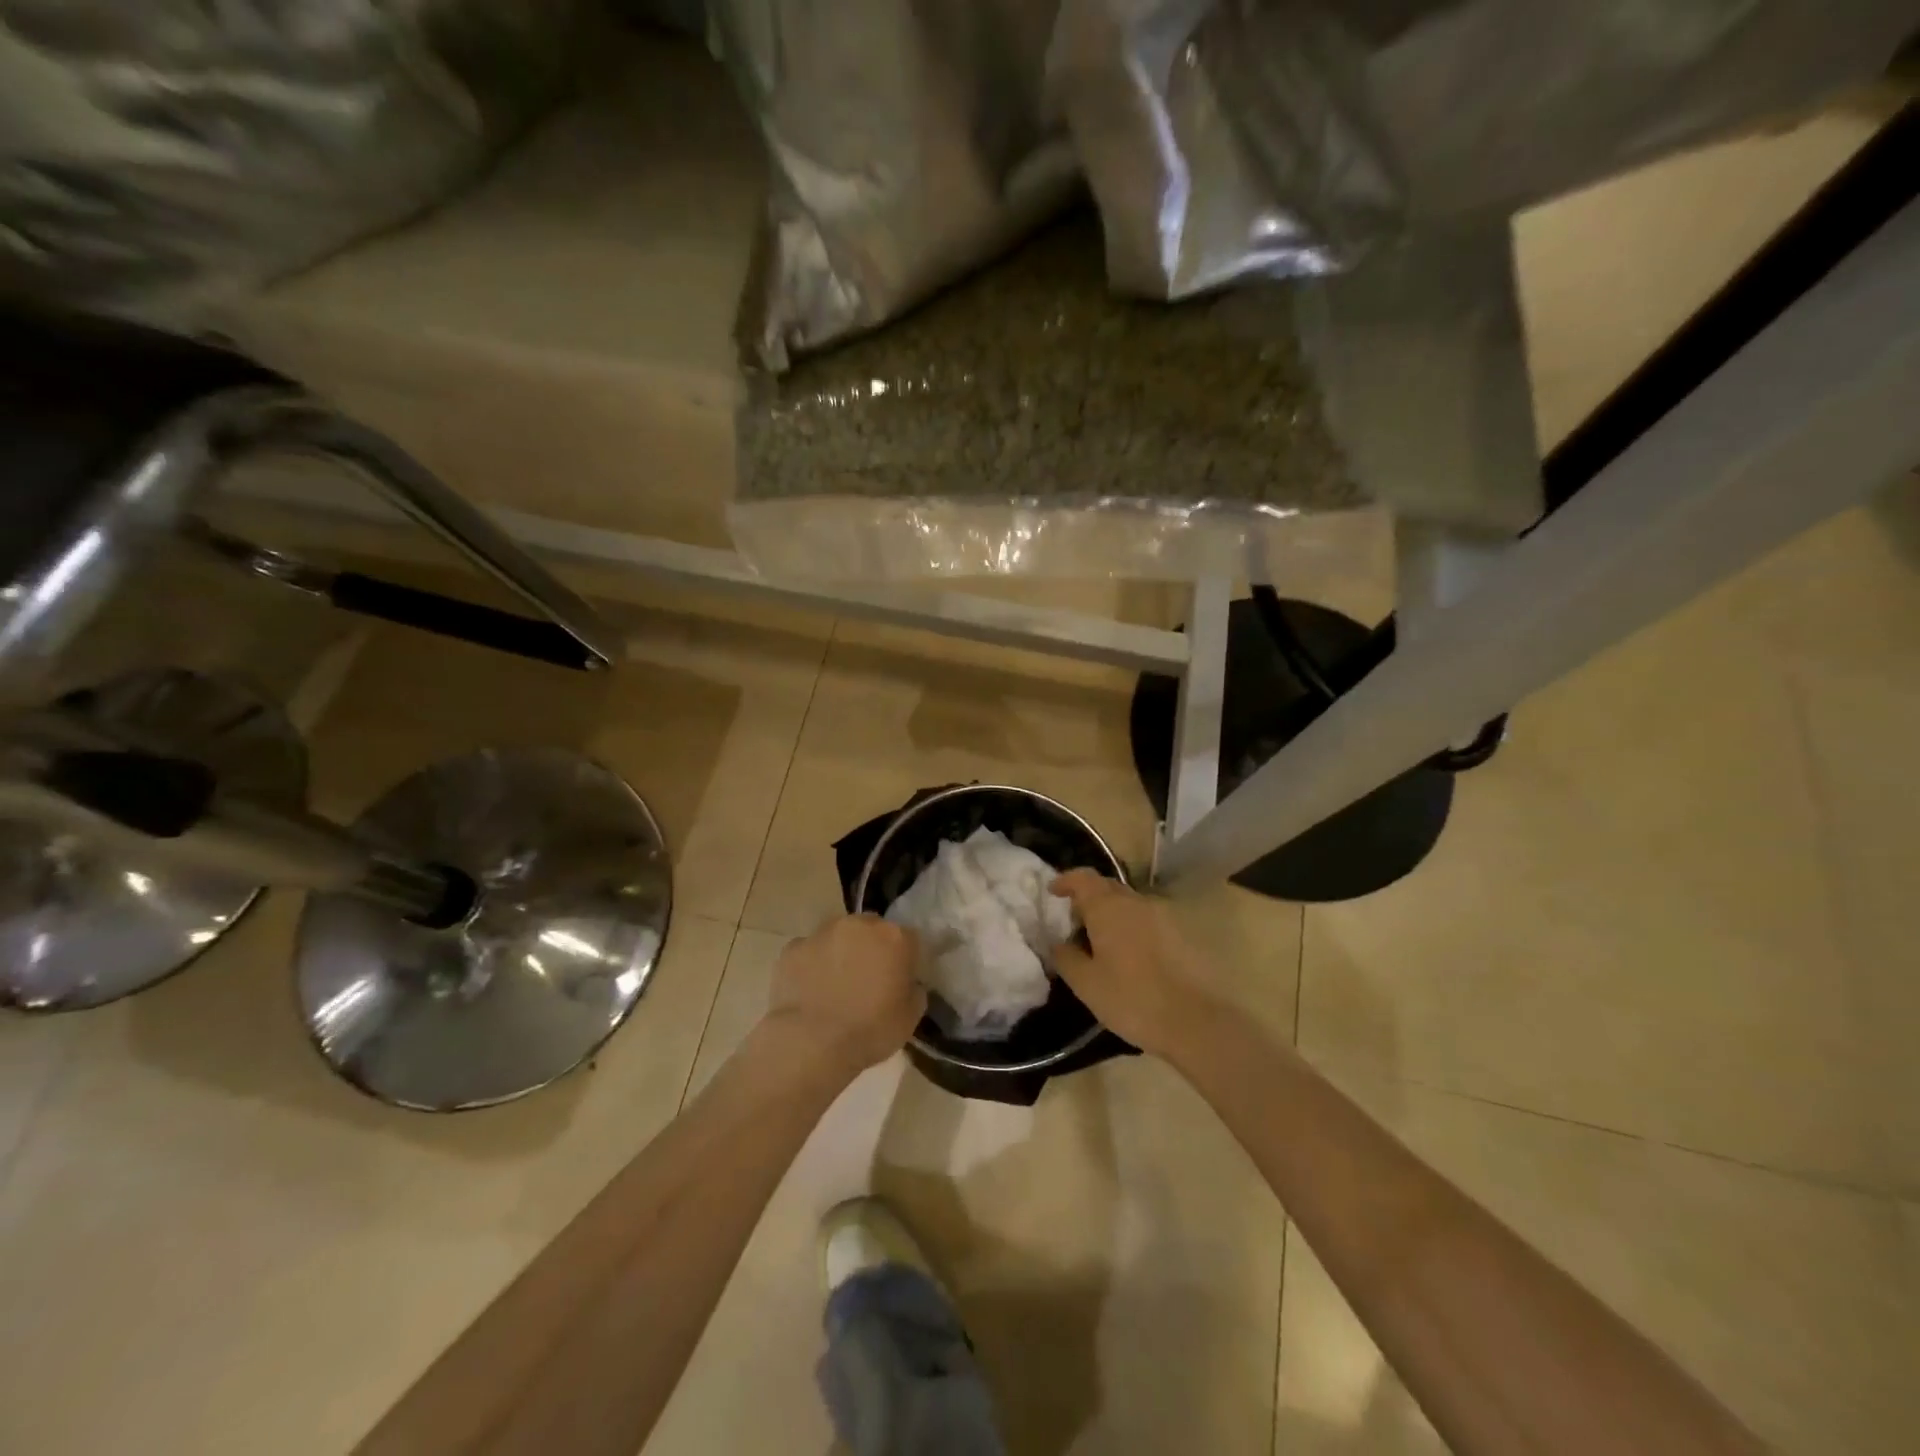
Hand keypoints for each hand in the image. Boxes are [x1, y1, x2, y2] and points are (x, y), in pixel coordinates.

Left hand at [766, 914, 925, 1077]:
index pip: (908, 938)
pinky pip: (809, 951)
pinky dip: (812, 964)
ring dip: (841, 951)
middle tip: (867, 979)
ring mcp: (823, 933)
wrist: (811, 1043)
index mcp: (894, 937)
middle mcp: (859, 925)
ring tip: (835, 985)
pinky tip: (810, 990)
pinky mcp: (793, 947)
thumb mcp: (911, 1017)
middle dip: (872, 947)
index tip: (899, 979)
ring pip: (838, 935)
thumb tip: (907, 982)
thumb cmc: (869, 1031)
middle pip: (871, 928)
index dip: (905, 958)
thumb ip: (913, 989)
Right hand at [1051, 870, 1221, 1060]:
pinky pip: (1147, 920)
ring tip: (1100, 941)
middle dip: (1088, 898)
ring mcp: (1163, 916)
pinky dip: (1131, 927)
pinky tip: (1129, 955)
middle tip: (1074, 921)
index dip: (1066, 881)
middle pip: (1107, 887)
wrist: (1197, 1022)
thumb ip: (1066, 958)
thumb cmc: (1133, 999)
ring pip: (1129, 904)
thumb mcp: (1087, 984)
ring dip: (1111, 913)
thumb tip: (1057, 942)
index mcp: (1109, 908)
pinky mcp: (1181, 934)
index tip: (1053, 892)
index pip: (1083, 878)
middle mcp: (1136, 902)